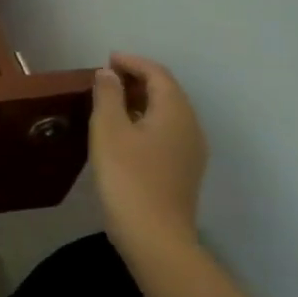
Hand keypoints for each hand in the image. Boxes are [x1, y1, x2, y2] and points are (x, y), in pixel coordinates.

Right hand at [89, 53, 208, 256]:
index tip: (106, 60)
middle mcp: (190, 127)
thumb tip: (109, 73)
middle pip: (167, 91)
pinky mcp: (183, 170)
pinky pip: (167, 131)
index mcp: (175, 112)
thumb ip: (108, 95)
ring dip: (142, 100)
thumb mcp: (108, 129)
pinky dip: (146, 119)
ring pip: (168, 112)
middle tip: (106, 78)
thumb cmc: (127, 176)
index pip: (158, 74)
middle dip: (138, 79)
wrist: (154, 237)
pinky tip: (125, 131)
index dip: (133, 62)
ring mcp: (191, 151)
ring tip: (111, 101)